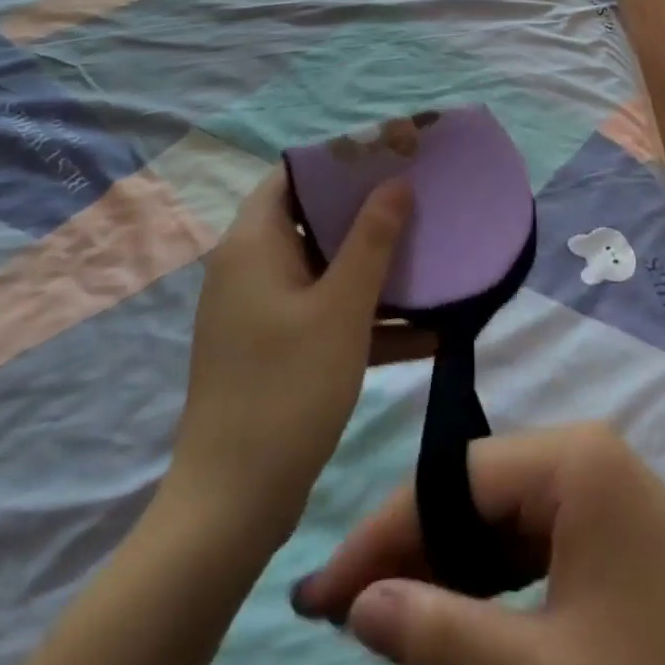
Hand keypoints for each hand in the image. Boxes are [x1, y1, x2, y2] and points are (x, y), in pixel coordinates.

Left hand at [162, 168, 411, 539]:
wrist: (232, 508)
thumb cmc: (287, 389)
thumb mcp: (342, 309)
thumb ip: (373, 239)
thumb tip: (397, 183)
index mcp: (254, 244)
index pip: (294, 175)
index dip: (342, 160)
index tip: (391, 155)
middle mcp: (251, 268)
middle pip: (315, 220)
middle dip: (370, 213)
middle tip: (422, 201)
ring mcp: (262, 312)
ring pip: (325, 270)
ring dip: (376, 269)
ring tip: (432, 259)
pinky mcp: (275, 349)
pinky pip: (325, 314)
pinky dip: (366, 318)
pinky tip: (427, 334)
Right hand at [292, 426, 664, 664]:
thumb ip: (446, 636)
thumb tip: (356, 604)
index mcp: (571, 459)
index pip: (451, 479)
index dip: (383, 533)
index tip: (319, 595)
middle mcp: (582, 451)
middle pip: (473, 488)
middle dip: (411, 547)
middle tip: (344, 614)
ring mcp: (599, 482)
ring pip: (497, 511)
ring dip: (446, 562)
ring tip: (386, 615)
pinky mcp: (609, 519)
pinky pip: (530, 533)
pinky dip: (489, 573)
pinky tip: (457, 611)